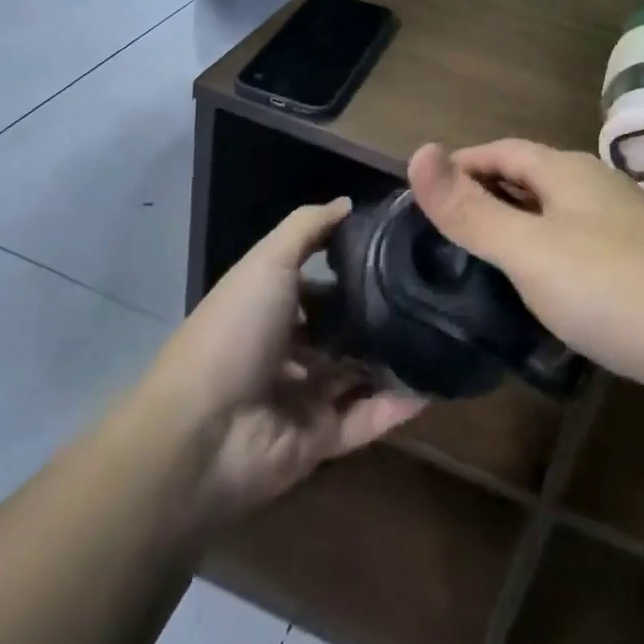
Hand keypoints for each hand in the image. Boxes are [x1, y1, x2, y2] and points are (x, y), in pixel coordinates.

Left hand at [150, 199, 423, 518]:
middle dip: (377, 316)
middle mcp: (286, 352)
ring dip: (392, 359)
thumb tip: (348, 203)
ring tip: (443, 333)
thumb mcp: (268, 261)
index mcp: (268, 310)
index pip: (316, 287)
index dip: (349, 270)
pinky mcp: (318, 440)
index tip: (396, 254)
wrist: (201, 434)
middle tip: (427, 295)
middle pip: (339, 332)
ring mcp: (302, 398)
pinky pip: (365, 419)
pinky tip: (435, 383)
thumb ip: (308, 228)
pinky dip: (396, 406)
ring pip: (357, 375)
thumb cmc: (234, 332)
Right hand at [408, 140, 643, 409]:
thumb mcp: (529, 250)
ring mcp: (627, 225)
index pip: (501, 150)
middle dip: (486, 194)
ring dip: (518, 226)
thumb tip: (418, 151)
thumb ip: (470, 208)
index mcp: (568, 170)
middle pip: (530, 177)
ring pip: (557, 213)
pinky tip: (542, 292)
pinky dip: (549, 256)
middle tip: (444, 231)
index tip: (424, 192)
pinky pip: (580, 246)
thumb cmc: (612, 287)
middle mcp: (598, 185)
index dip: (461, 164)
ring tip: (482, 261)